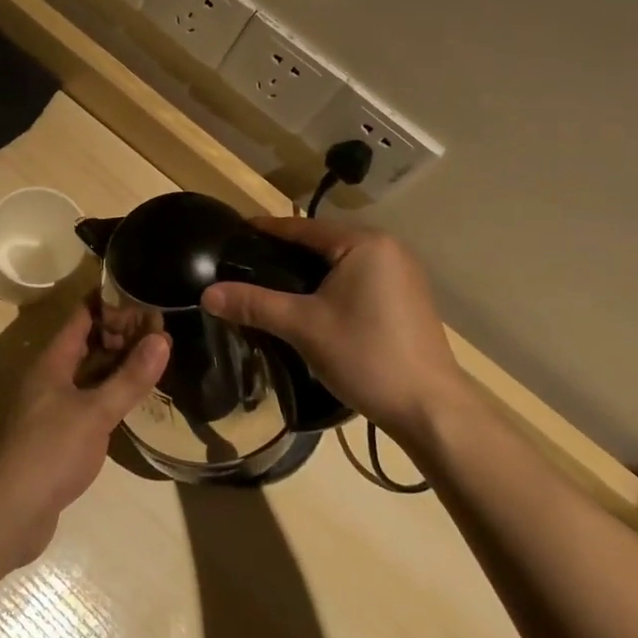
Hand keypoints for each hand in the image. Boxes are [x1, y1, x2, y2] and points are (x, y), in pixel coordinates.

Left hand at [0, 298, 168, 562]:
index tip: (142, 293)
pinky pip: (89, 399)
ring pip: (89, 373)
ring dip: (117, 363)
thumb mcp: (96, 412)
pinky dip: (111, 392)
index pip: (82, 316)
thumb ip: (129, 378)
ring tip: (154, 356)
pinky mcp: (60, 434)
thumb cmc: (51, 451)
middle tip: (159, 327)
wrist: (13, 511)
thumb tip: (162, 338)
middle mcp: (51, 377)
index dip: (109, 302)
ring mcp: (53, 406)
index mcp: (53, 362)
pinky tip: (134, 399)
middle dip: (120, 333)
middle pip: (87, 343)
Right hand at [200, 217, 465, 434]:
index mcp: (364, 243)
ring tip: (272, 282)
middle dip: (286, 251)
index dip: (266, 230)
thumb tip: (207, 294)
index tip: (235, 231)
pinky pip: (358, 278)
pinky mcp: (407, 298)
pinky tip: (311, 302)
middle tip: (247, 262)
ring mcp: (402, 274)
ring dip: (309, 270)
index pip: (303, 228)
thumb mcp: (303, 327)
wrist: (430, 409)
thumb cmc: (366, 356)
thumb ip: (255, 304)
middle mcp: (388, 248)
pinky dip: (331, 284)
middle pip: (323, 242)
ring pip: (341, 261)